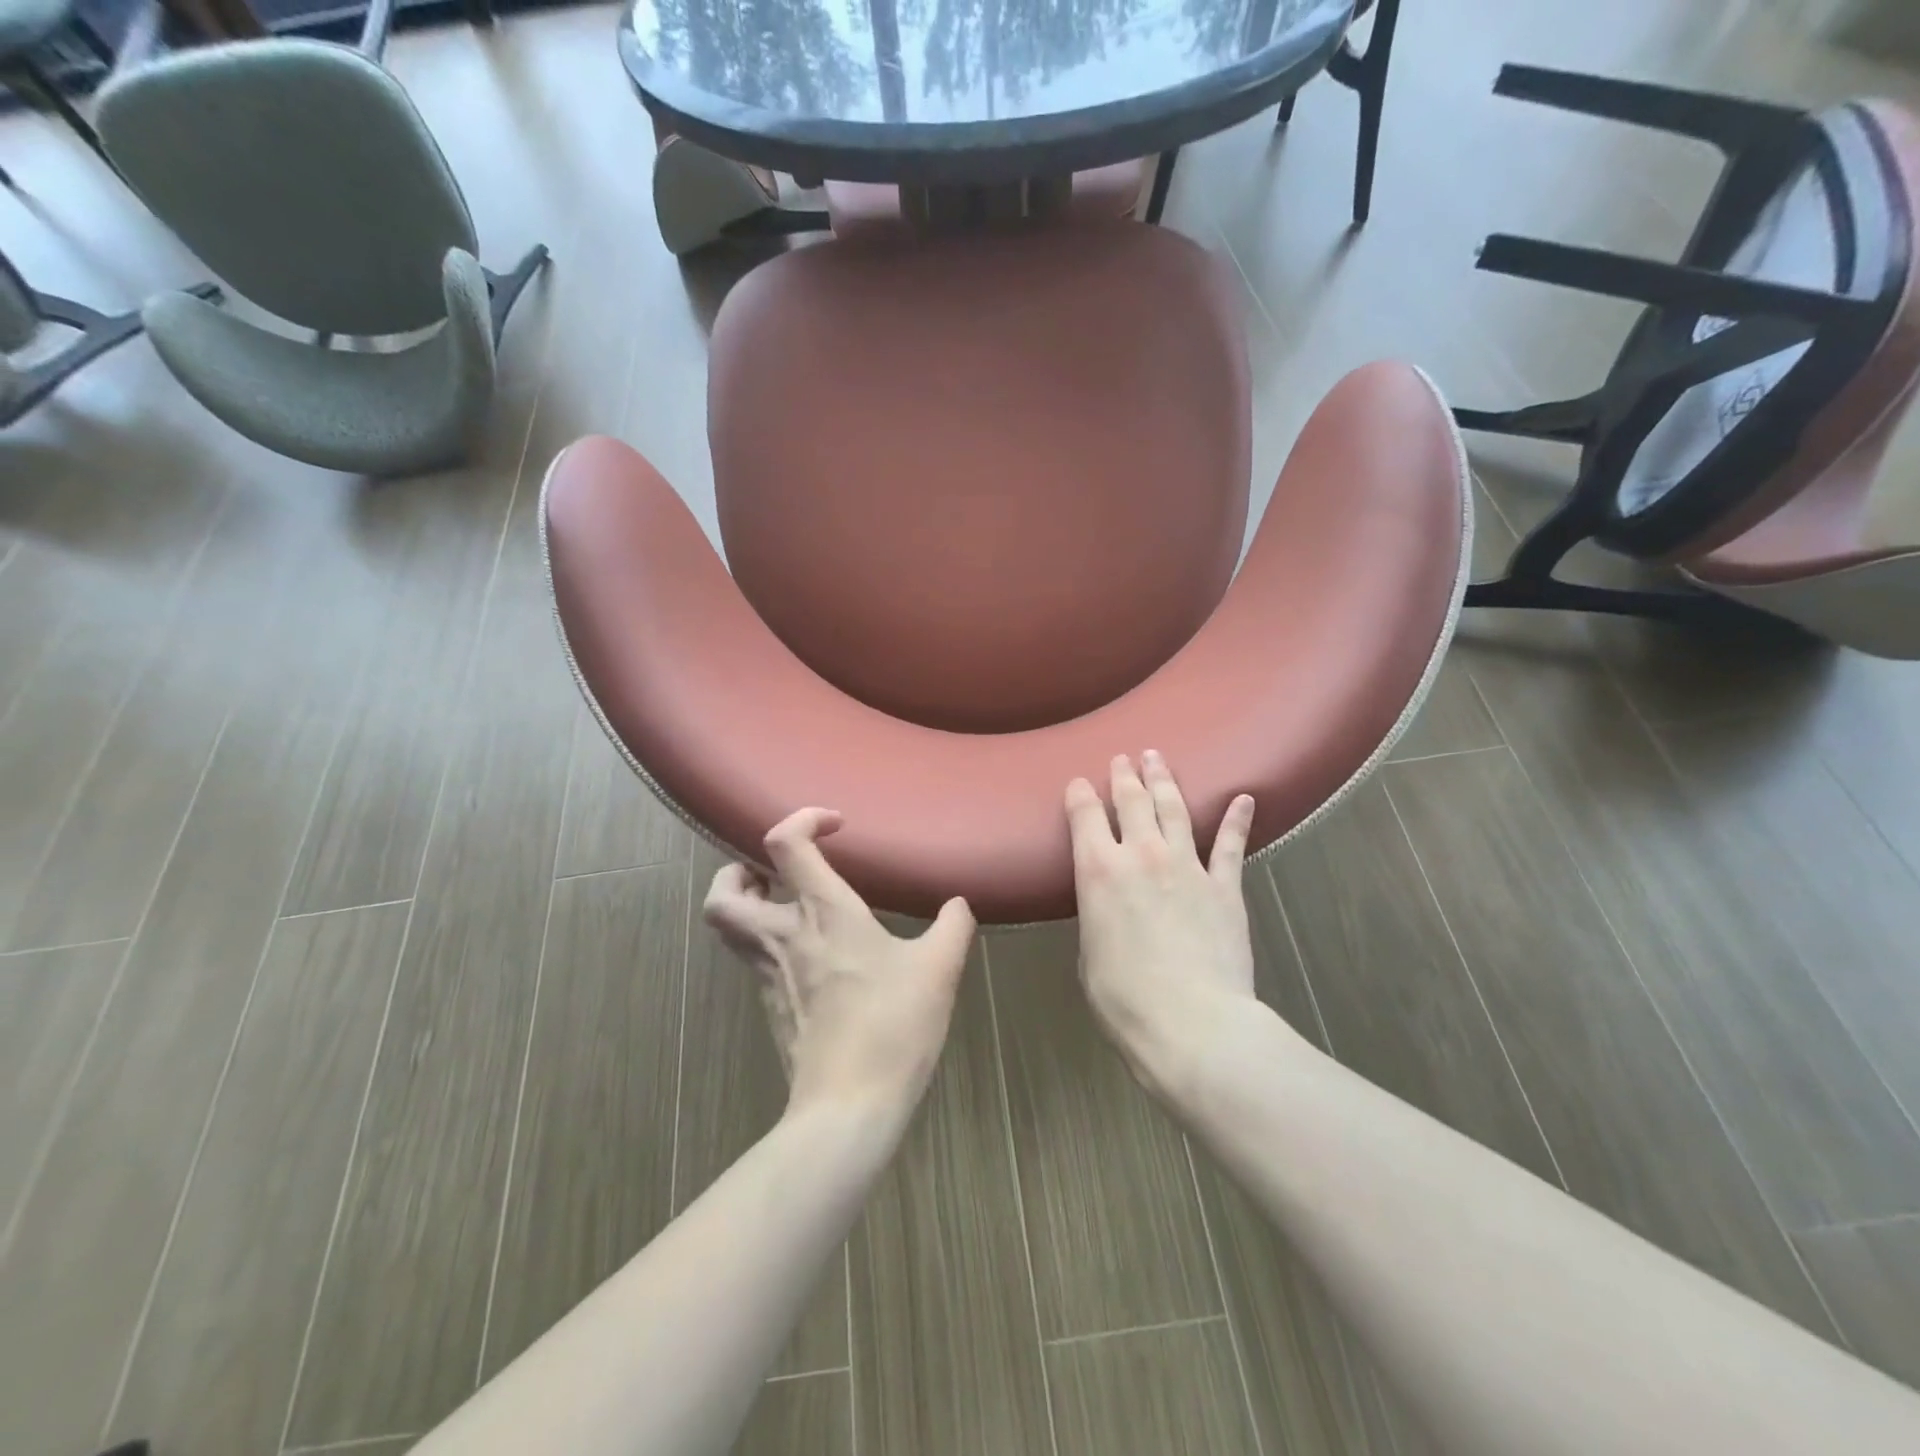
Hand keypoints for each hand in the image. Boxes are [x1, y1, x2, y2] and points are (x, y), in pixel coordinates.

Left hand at [703, 808, 975, 1127]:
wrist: (850, 1105)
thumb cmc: (894, 1025)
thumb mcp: (939, 969)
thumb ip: (952, 927)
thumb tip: (958, 905)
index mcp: (823, 912)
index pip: (785, 843)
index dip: (803, 819)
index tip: (836, 826)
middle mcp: (784, 935)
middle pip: (722, 893)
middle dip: (736, 872)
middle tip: (771, 873)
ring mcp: (768, 974)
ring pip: (727, 928)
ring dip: (744, 905)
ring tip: (782, 904)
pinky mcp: (770, 1005)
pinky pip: (751, 959)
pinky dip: (766, 942)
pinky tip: (806, 955)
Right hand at [1066, 752, 1259, 1103]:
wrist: (1192, 1023)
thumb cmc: (1124, 999)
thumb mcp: (1089, 954)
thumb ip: (1098, 916)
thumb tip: (1109, 907)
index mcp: (1097, 871)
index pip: (1085, 816)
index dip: (1080, 795)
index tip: (1079, 784)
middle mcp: (1141, 855)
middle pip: (1132, 801)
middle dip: (1124, 776)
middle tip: (1123, 758)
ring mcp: (1187, 866)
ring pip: (1174, 809)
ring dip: (1164, 782)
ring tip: (1157, 760)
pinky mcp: (1225, 886)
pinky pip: (1230, 845)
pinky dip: (1237, 820)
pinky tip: (1243, 799)